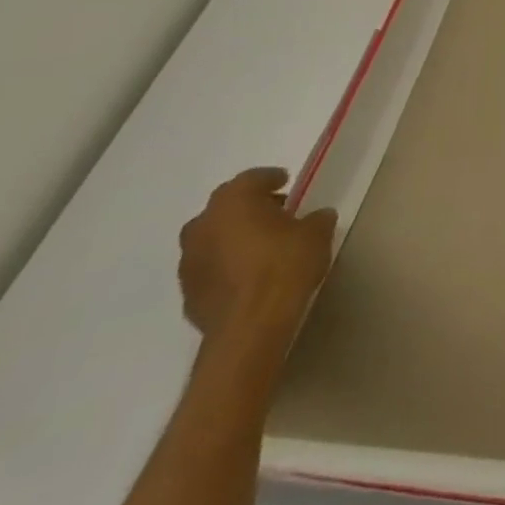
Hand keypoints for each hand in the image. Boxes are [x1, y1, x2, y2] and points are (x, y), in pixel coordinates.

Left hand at [178, 168, 335, 351]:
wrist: (251, 326)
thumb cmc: (285, 266)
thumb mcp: (317, 233)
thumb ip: (316, 218)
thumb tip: (316, 217)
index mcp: (233, 203)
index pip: (250, 179)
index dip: (269, 178)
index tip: (286, 182)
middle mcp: (203, 226)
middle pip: (224, 207)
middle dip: (247, 207)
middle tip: (275, 212)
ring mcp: (189, 262)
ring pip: (212, 237)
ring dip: (232, 236)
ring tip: (261, 245)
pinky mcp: (187, 292)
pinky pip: (209, 266)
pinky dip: (225, 263)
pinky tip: (248, 274)